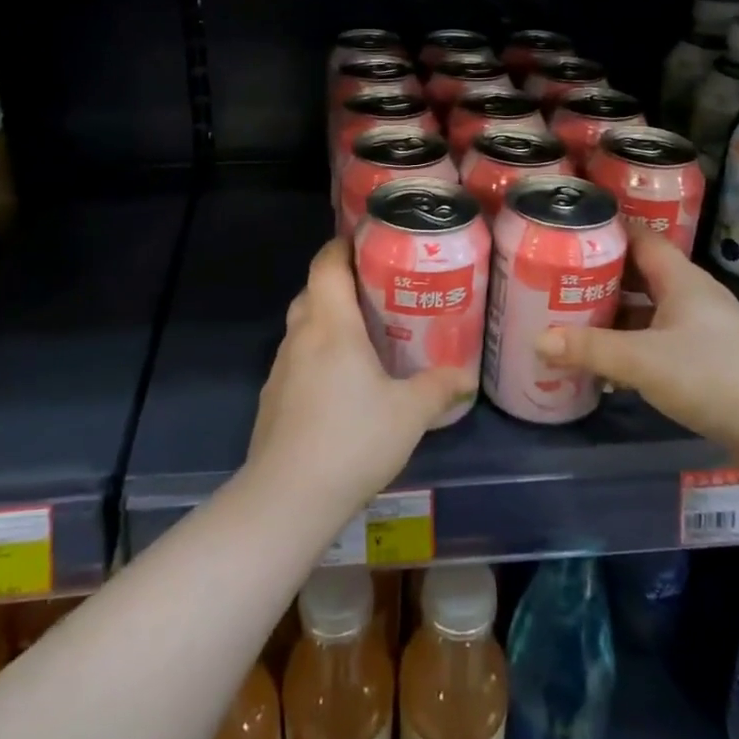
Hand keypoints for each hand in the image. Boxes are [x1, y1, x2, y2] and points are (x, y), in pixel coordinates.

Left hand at [246, 239, 474, 518]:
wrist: (287, 498)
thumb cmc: (353, 440)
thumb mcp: (408, 414)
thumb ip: (438, 388)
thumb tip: (466, 375)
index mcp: (331, 325)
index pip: (327, 264)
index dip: (342, 245)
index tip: (366, 241)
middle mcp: (300, 336)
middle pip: (313, 291)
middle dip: (340, 283)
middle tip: (376, 290)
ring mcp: (281, 368)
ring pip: (302, 326)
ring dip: (326, 320)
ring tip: (362, 334)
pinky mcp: (272, 398)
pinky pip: (296, 359)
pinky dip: (316, 354)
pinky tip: (339, 383)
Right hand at [536, 229, 738, 469]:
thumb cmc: (711, 377)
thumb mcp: (641, 361)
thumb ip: (589, 349)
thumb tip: (539, 339)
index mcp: (681, 279)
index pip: (640, 237)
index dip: (606, 233)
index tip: (568, 237)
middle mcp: (693, 295)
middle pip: (641, 273)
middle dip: (602, 276)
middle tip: (559, 280)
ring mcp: (703, 329)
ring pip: (650, 309)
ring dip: (616, 314)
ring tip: (573, 318)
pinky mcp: (708, 359)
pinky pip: (660, 339)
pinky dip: (633, 343)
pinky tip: (607, 362)